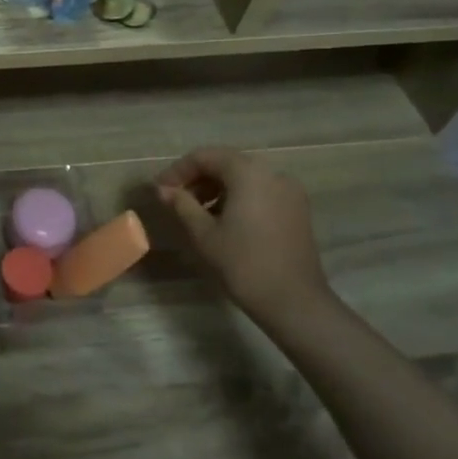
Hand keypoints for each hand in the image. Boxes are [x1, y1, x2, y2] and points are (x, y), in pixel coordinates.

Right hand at [155, 148, 329, 320]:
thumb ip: (181, 204)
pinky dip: (238, 197)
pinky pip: (260, 191)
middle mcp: (272, 173)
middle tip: (175, 200)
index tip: (160, 190)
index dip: (178, 171)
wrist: (295, 302)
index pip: (205, 157)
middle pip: (226, 163)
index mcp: (248, 173)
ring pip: (244, 178)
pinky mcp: (297, 209)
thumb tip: (162, 189)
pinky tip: (223, 220)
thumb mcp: (204, 233)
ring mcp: (289, 191)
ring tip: (196, 213)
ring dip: (216, 188)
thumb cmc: (243, 264)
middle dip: (197, 178)